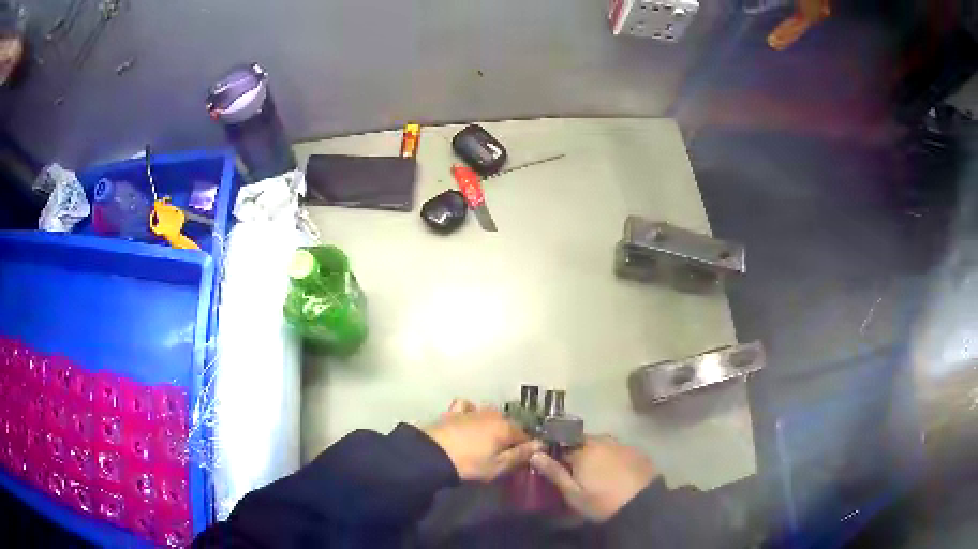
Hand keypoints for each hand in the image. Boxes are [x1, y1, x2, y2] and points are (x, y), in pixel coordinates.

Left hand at [423, 399, 541, 481]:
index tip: (523, 459)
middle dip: (510, 436)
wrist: (432, 454)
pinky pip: (468, 407)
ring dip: (493, 424)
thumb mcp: (498, 466)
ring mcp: (473, 410)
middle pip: (509, 424)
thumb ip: (521, 455)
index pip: (526, 436)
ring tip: (487, 440)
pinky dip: (471, 412)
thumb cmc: (469, 464)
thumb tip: (542, 445)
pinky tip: (468, 420)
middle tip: (504, 453)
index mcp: (507, 428)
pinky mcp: (454, 412)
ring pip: (491, 414)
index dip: (527, 448)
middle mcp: (493, 414)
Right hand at [530, 435, 657, 521]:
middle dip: (576, 452)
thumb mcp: (573, 493)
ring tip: (594, 472)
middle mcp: (602, 441)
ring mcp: (621, 444)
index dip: (555, 454)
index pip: (561, 445)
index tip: (552, 464)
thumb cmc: (601, 501)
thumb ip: (554, 472)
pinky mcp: (636, 451)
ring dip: (594, 453)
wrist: (642, 504)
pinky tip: (613, 471)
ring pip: (601, 445)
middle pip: (582, 442)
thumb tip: (534, 454)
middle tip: (575, 471)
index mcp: (583, 449)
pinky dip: (611, 457)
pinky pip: (617, 450)